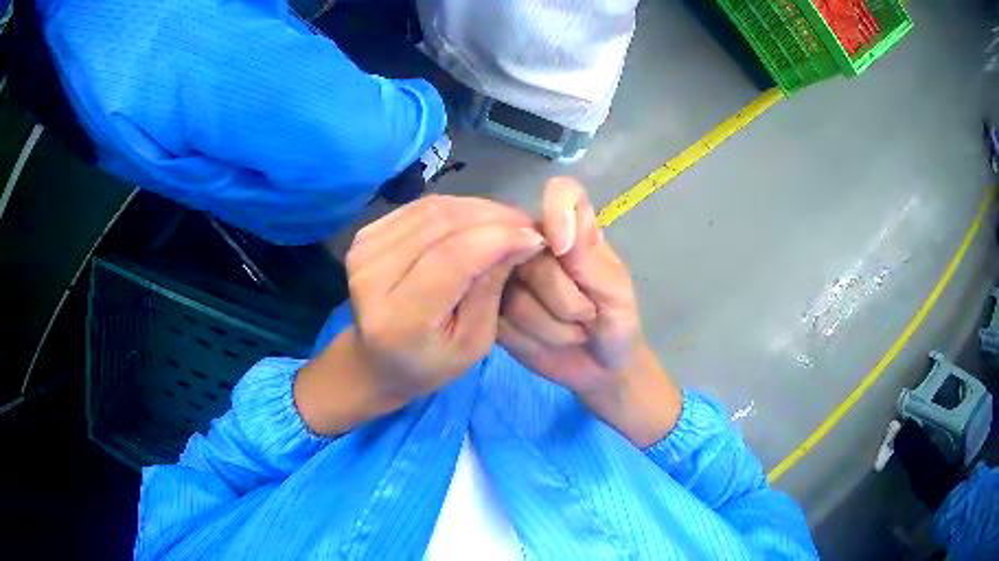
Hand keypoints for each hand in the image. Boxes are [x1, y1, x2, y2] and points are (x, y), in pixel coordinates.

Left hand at [295, 195, 545, 435]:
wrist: (375, 361)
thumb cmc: (429, 363)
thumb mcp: (472, 342)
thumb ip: (491, 289)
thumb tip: (521, 237)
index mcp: (399, 317)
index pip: (452, 257)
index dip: (498, 238)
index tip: (535, 237)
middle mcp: (373, 276)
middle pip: (441, 224)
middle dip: (494, 217)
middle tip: (526, 225)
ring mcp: (363, 250)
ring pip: (432, 208)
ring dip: (477, 208)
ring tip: (507, 222)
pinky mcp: (364, 235)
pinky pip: (419, 207)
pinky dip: (455, 208)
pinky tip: (476, 220)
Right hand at [499, 178, 640, 394]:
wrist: (601, 370)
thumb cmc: (617, 324)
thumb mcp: (613, 291)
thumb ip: (586, 258)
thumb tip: (552, 232)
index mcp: (574, 231)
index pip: (562, 192)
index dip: (557, 210)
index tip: (564, 249)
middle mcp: (537, 246)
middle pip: (525, 250)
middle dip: (562, 296)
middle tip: (586, 317)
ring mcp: (511, 277)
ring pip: (510, 291)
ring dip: (550, 323)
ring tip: (571, 332)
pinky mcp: (494, 309)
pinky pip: (497, 316)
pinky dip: (529, 336)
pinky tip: (546, 342)